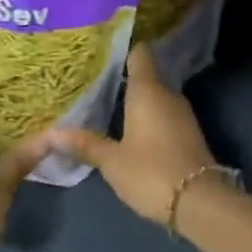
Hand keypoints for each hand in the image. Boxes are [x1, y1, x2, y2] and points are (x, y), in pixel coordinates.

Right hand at [50, 45, 216, 224]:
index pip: (139, 54)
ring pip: (155, 99)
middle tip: (94, 81)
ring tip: (106, 104)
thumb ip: (85, 144)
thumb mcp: (112, 161)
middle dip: (124, 78)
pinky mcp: (189, 135)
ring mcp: (183, 115)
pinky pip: (164, 117)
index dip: (124, 48)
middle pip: (146, 77)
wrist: (200, 203)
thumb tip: (52, 132)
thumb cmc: (151, 173)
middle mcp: (169, 96)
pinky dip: (148, 119)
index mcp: (148, 91)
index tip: (103, 48)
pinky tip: (129, 129)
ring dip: (135, 101)